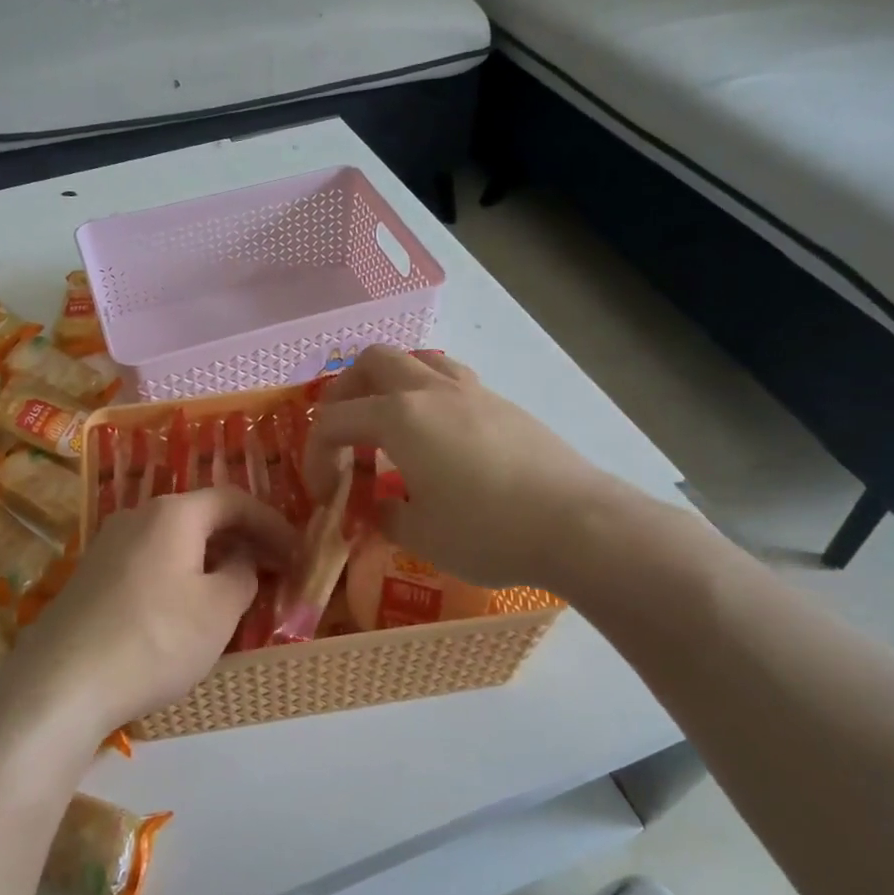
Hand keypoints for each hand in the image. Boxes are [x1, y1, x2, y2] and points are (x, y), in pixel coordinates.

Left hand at [8, 488, 295, 733]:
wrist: (60, 684)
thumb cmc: (154, 639)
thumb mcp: (218, 611)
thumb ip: (243, 575)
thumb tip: (241, 561)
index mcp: (174, 513)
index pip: (234, 500)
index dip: (272, 523)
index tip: (298, 552)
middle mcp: (138, 516)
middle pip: (202, 516)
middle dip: (243, 540)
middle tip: (274, 570)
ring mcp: (108, 545)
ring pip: (175, 541)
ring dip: (211, 559)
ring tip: (235, 591)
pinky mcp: (91, 576)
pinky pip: (150, 561)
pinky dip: (181, 574)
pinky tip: (186, 610)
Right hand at [303, 345, 623, 589]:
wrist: (577, 524)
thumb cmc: (487, 531)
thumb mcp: (421, 535)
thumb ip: (385, 515)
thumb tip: (376, 506)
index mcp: (399, 417)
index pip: (334, 421)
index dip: (316, 455)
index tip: (323, 492)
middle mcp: (430, 391)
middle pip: (371, 362)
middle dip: (345, 392)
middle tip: (344, 433)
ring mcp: (470, 391)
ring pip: (416, 359)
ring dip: (389, 382)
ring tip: (388, 423)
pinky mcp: (501, 404)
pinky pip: (450, 380)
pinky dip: (427, 396)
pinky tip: (437, 437)